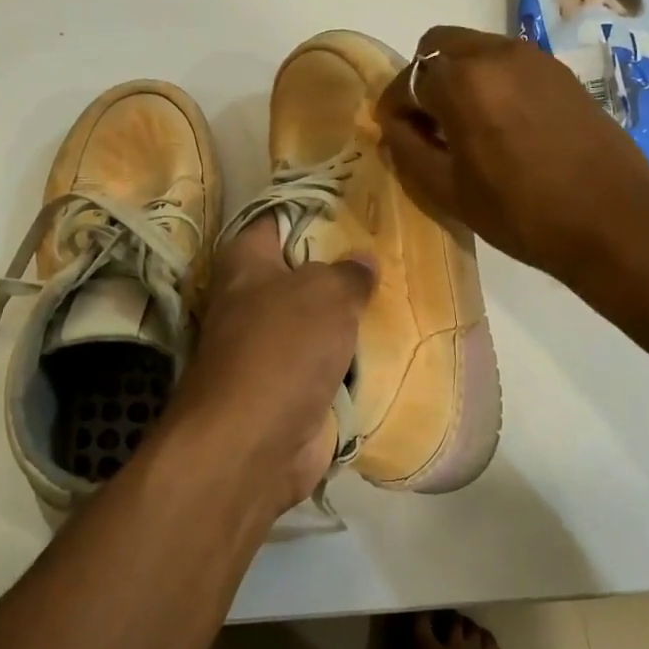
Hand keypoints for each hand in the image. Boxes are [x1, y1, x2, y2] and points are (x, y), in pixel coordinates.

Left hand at [162, 216, 375, 514]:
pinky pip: (329, 363)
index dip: (313, 209)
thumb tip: (363, 258)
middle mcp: (251, 301)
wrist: (254, 444)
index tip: (356, 203)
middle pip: (302, 272)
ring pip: (319, 321)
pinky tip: (394, 343)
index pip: (277, 220)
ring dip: (351, 316)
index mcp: (245, 263)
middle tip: (391, 250)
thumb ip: (348, 273)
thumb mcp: (325, 294)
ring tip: (403, 291)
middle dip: (342, 266)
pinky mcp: (289, 388)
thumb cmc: (282, 348)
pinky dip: (353, 359)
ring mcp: (270, 348)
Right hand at [378, 26, 648, 280]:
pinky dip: (492, 81)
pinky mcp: (561, 73)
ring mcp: (534, 59)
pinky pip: (510, 63)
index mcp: (463, 81)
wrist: (614, 219)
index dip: (395, 107)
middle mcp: (497, 54)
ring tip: (466, 126)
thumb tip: (395, 125)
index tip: (397, 134)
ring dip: (459, 77)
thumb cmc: (522, 212)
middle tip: (429, 124)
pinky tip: (503, 125)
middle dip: (424, 80)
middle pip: (439, 46)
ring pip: (476, 49)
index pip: (408, 79)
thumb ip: (409, 150)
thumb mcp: (449, 191)